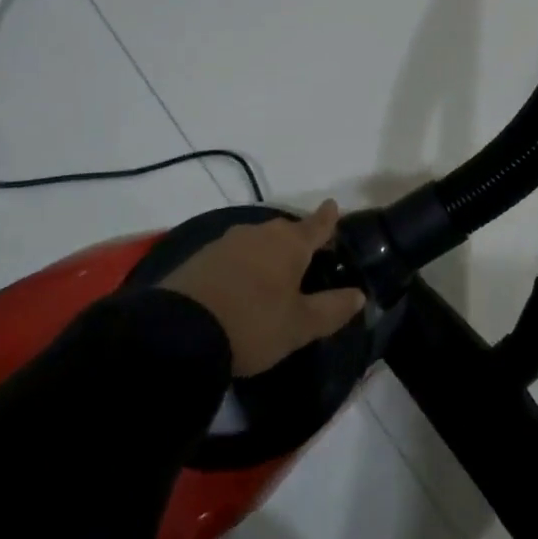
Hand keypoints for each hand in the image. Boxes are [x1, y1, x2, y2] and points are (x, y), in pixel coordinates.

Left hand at [159, 200, 366, 377]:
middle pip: (285, 231)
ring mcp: (226, 243)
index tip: (333, 205)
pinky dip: (244, 264)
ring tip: (275, 272)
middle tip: (308, 255)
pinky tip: (242, 282)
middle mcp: (259, 234)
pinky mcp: (200, 258)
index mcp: (289, 244)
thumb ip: (332, 308)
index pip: (316, 225)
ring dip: (268, 252)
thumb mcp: (299, 325)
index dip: (327, 218)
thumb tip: (358, 295)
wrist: (179, 333)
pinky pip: (234, 254)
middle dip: (298, 239)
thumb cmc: (253, 324)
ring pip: (258, 241)